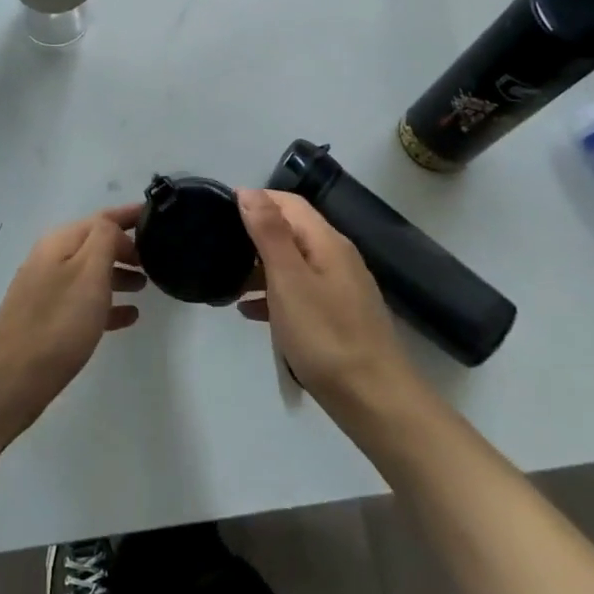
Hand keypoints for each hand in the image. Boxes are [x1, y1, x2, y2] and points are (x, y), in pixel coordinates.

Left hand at [0, 205, 145, 423]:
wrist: (13, 376)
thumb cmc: (59, 321)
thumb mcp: (89, 272)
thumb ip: (105, 240)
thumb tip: (114, 228)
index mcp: (60, 242)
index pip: (102, 218)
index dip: (129, 215)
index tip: (157, 214)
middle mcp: (51, 259)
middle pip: (95, 244)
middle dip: (126, 248)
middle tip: (157, 259)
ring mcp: (47, 290)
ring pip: (90, 273)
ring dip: (118, 275)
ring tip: (146, 286)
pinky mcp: (47, 319)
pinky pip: (84, 302)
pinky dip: (107, 303)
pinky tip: (128, 317)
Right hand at [236, 190, 411, 414]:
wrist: (376, 402)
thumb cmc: (326, 336)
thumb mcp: (289, 280)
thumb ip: (269, 233)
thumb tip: (249, 191)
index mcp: (327, 242)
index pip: (288, 203)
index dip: (256, 200)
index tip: (219, 212)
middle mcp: (337, 257)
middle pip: (291, 231)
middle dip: (254, 234)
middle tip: (217, 248)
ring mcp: (340, 289)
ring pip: (293, 264)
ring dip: (260, 268)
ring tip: (226, 282)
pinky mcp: (338, 317)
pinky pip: (300, 293)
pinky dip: (274, 295)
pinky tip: (251, 312)